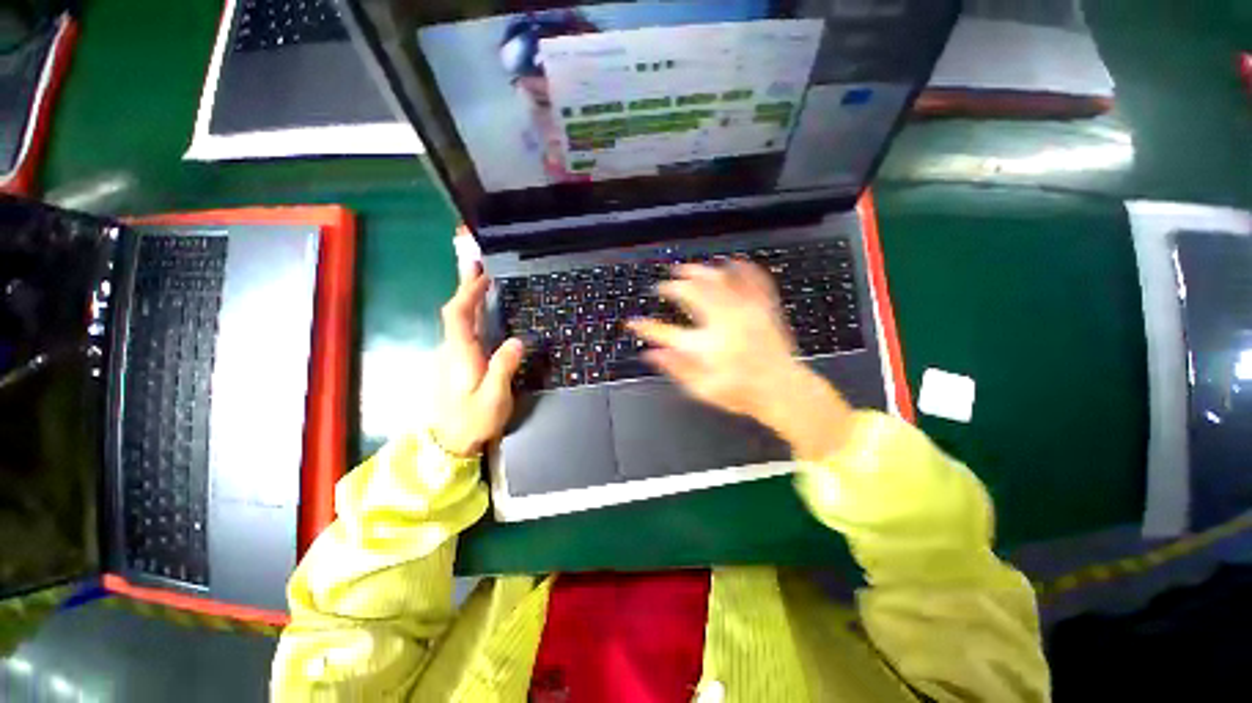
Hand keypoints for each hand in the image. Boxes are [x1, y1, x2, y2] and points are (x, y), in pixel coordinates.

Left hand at [429, 264, 524, 456]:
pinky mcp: (456, 363)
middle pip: (455, 312)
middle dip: (466, 288)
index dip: (468, 292)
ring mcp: (451, 356)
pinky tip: (482, 314)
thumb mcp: (494, 398)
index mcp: (460, 354)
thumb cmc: (473, 421)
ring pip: (458, 321)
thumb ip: (503, 368)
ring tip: (485, 283)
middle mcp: (451, 350)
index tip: (484, 276)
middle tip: (478, 266)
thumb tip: (517, 340)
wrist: (450, 443)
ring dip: (469, 299)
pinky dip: (471, 315)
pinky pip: (463, 331)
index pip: (457, 314)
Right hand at [627, 261, 853, 459]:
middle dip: (672, 286)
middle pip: (692, 294)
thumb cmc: (742, 392)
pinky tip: (732, 262)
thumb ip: (676, 369)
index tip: (633, 322)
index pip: (665, 333)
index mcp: (706, 346)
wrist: (783, 390)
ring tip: (686, 269)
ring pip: (719, 280)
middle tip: (663, 286)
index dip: (645, 327)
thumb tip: (652, 355)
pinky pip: (753, 280)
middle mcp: (724, 323)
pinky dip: (741, 268)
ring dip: (699, 271)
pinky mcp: (764, 308)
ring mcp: (745, 312)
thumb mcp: (703, 389)